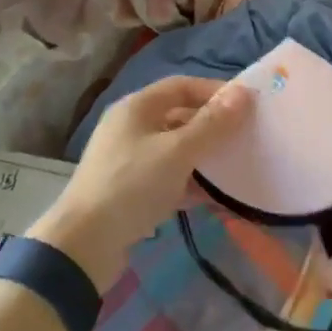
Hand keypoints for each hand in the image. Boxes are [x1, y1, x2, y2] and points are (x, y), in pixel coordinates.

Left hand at [29, 76, 251, 290]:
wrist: (84, 244)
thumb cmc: (132, 185)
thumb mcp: (178, 152)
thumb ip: (212, 124)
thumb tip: (243, 93)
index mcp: (137, 107)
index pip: (181, 85)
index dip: (214, 91)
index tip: (246, 106)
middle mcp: (130, 127)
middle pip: (178, 116)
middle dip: (212, 126)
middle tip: (245, 137)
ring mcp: (128, 160)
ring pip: (174, 149)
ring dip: (203, 156)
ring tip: (235, 167)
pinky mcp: (130, 191)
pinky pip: (167, 177)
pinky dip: (189, 182)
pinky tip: (212, 198)